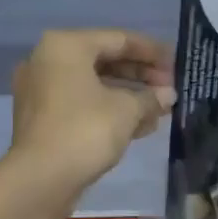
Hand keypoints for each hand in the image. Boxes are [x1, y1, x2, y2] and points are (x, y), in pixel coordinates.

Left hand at [8, 30, 175, 201]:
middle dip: (140, 76)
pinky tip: (138, 126)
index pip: (119, 39)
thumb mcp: (127, 110)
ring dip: (127, 96)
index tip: (176, 64)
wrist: (40, 179)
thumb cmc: (86, 131)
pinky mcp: (41, 118)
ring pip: (93, 85)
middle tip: (169, 89)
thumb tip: (167, 95)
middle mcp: (48, 61)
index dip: (152, 51)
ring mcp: (40, 90)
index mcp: (66, 46)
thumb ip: (150, 97)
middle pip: (104, 60)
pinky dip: (108, 110)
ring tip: (159, 109)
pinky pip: (81, 104)